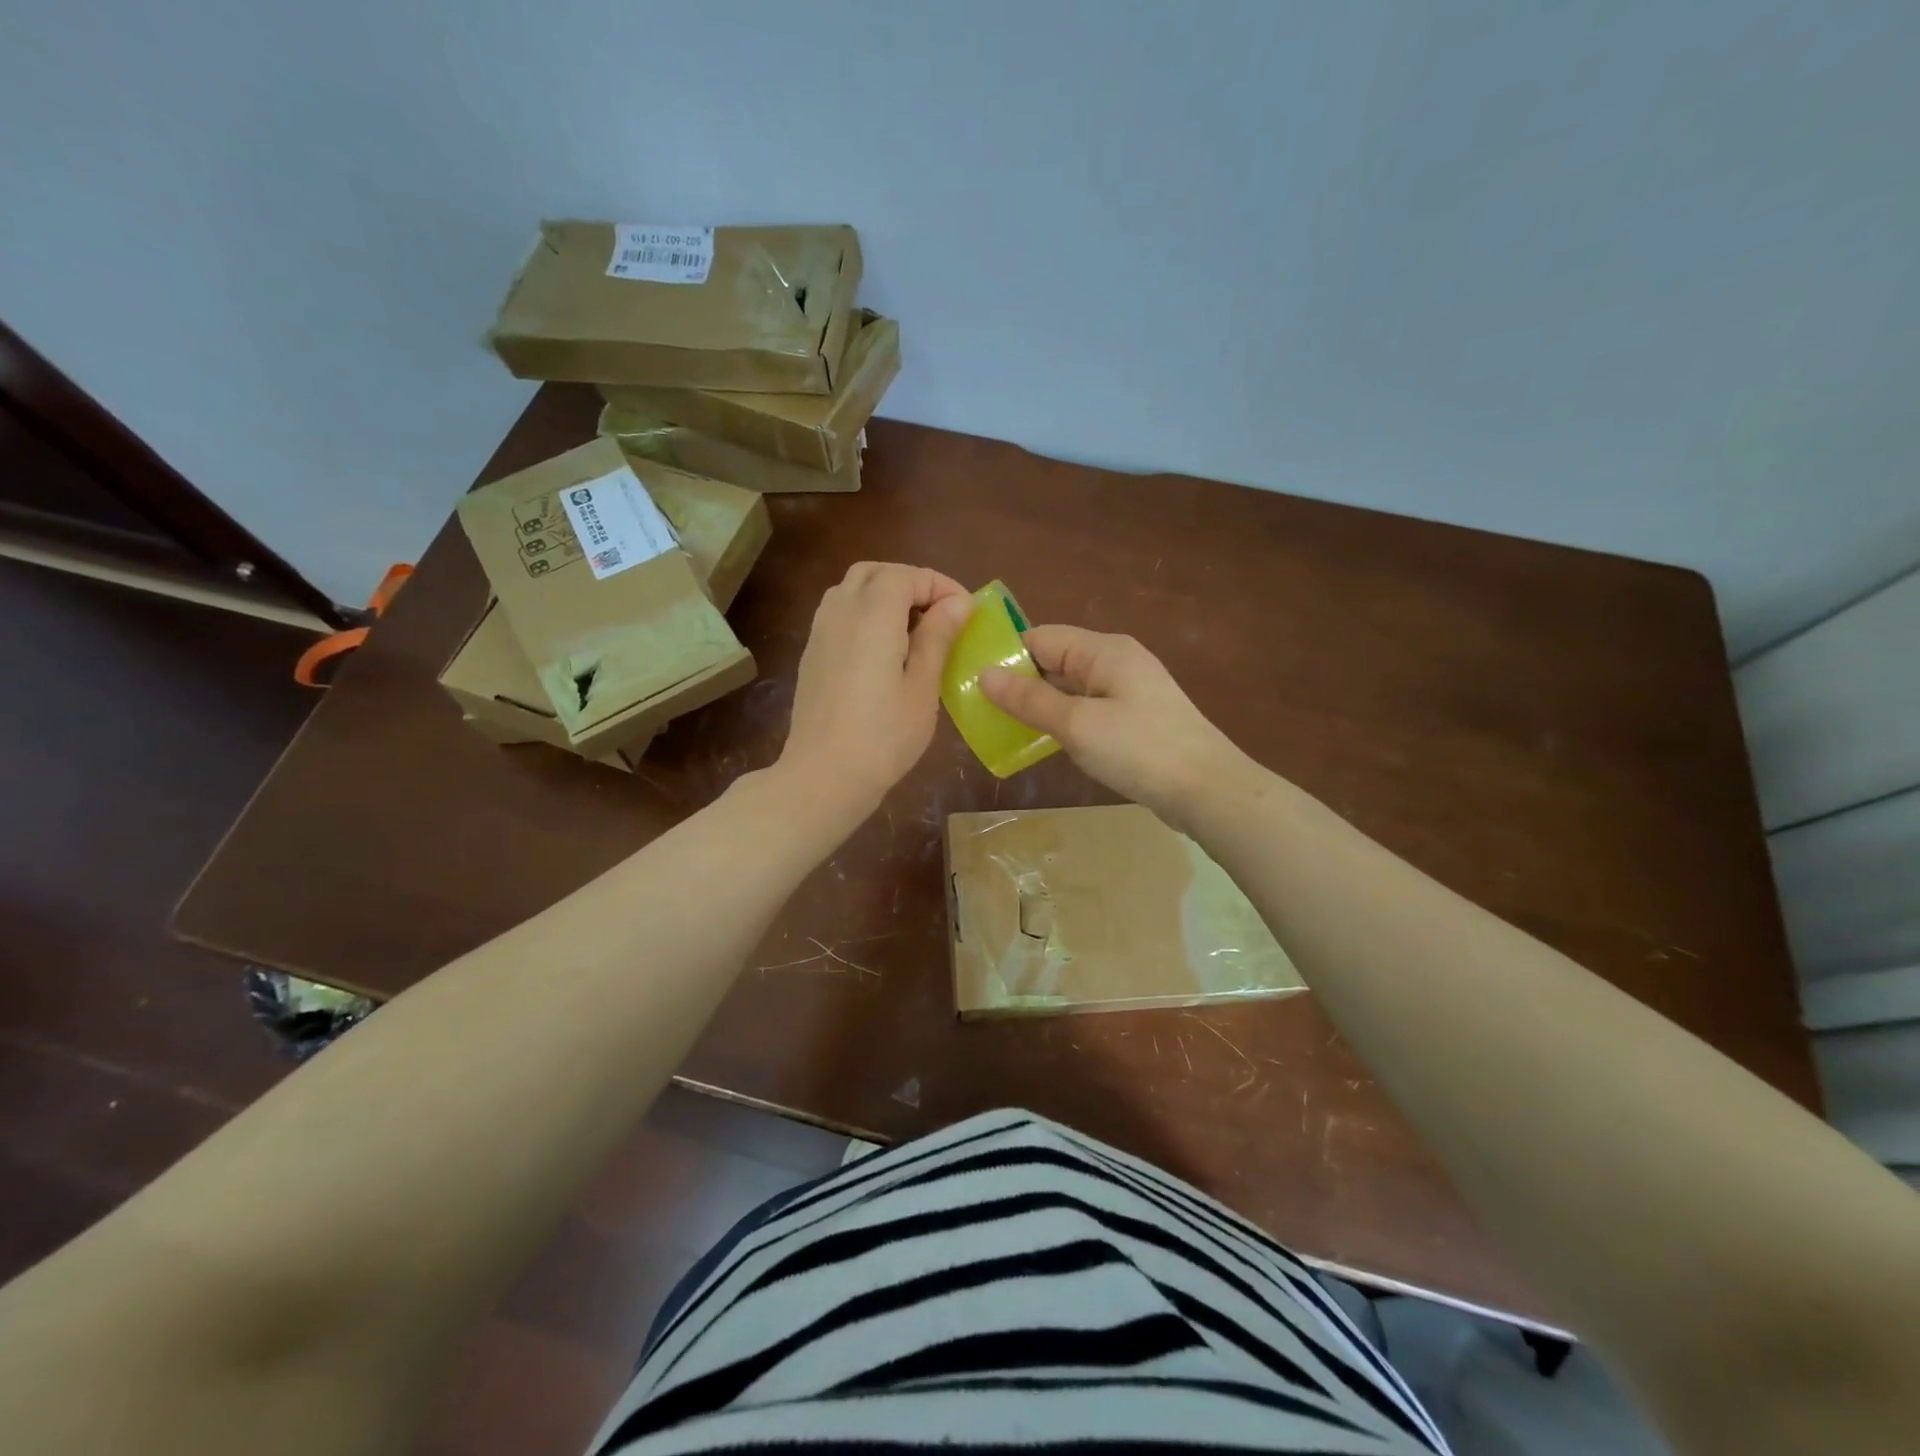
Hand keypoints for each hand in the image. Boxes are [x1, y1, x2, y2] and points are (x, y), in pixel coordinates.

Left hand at [777, 562, 974, 818]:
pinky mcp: (812, 654)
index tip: (967, 612)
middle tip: (940, 614)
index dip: (940, 586)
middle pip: (875, 573)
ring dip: (884, 595)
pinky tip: (884, 650)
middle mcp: (840, 611)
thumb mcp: (922, 686)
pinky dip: (864, 614)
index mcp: (872, 615)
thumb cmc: (884, 735)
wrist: (823, 775)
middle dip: (910, 583)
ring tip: (913, 629)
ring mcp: (820, 632)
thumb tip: (958, 603)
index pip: (907, 576)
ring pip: (852, 589)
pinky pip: (838, 613)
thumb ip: (938, 637)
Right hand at [981, 626, 1253, 828]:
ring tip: (1002, 727)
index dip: (1007, 655)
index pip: (1041, 637)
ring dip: (1040, 704)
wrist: (1207, 790)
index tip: (972, 681)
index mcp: (1103, 651)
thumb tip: (985, 674)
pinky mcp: (1134, 719)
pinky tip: (1043, 741)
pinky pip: (1087, 709)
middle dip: (1019, 682)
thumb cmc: (1139, 750)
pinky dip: (1063, 720)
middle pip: (1055, 661)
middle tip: (980, 710)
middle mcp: (1116, 662)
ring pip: (1070, 688)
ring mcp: (1128, 691)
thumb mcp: (1077, 724)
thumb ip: (1029, 699)